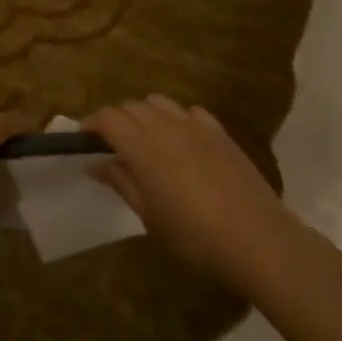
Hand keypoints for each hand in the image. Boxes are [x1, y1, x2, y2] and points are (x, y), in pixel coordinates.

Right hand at [85, 96, 293, 288]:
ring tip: (145, 139)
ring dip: (145, 114)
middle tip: (112, 145)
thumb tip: (97, 164)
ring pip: (160, 102)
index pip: (108, 118)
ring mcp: (196, 126)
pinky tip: (181, 140)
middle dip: (116, 119)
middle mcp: (166, 126)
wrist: (257, 238)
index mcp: (143, 148)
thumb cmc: (194, 237)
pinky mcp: (220, 132)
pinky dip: (176, 118)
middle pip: (132, 106)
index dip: (92, 123)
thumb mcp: (150, 217)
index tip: (84, 139)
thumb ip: (122, 183)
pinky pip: (190, 111)